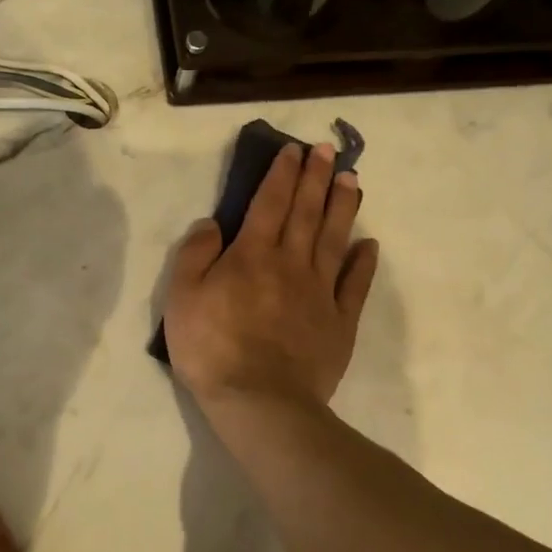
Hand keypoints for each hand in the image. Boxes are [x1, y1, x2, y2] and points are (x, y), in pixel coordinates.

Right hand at [164, 141, 377, 408]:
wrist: (259, 401)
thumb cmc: (212, 348)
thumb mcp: (182, 298)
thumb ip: (195, 255)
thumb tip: (212, 223)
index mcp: (252, 255)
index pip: (269, 203)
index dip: (281, 174)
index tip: (293, 150)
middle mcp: (291, 263)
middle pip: (306, 212)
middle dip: (315, 177)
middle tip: (326, 150)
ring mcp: (320, 292)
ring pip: (334, 238)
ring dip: (342, 206)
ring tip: (351, 179)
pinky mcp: (339, 321)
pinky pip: (355, 284)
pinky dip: (363, 261)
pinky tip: (369, 244)